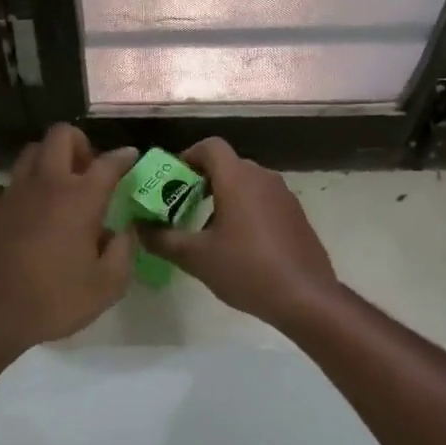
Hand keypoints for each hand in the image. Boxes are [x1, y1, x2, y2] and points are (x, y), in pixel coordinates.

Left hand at [0, 125, 137, 356]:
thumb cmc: (54, 301)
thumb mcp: (107, 287)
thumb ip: (123, 252)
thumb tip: (124, 231)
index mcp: (80, 198)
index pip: (108, 162)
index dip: (123, 156)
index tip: (131, 156)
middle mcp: (45, 184)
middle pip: (61, 135)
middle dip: (79, 144)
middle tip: (87, 170)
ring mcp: (11, 193)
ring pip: (30, 153)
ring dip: (48, 161)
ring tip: (56, 188)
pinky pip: (5, 186)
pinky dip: (19, 193)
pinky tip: (24, 216)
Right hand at [140, 138, 339, 327]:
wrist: (306, 297)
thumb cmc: (247, 269)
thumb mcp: (196, 257)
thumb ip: (163, 239)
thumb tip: (139, 229)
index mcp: (237, 178)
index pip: (210, 146)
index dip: (187, 156)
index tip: (172, 181)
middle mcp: (263, 177)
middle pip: (227, 164)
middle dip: (201, 180)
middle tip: (181, 206)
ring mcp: (283, 195)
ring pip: (246, 183)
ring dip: (223, 196)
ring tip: (206, 228)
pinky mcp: (296, 214)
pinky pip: (263, 200)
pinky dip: (245, 209)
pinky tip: (238, 243)